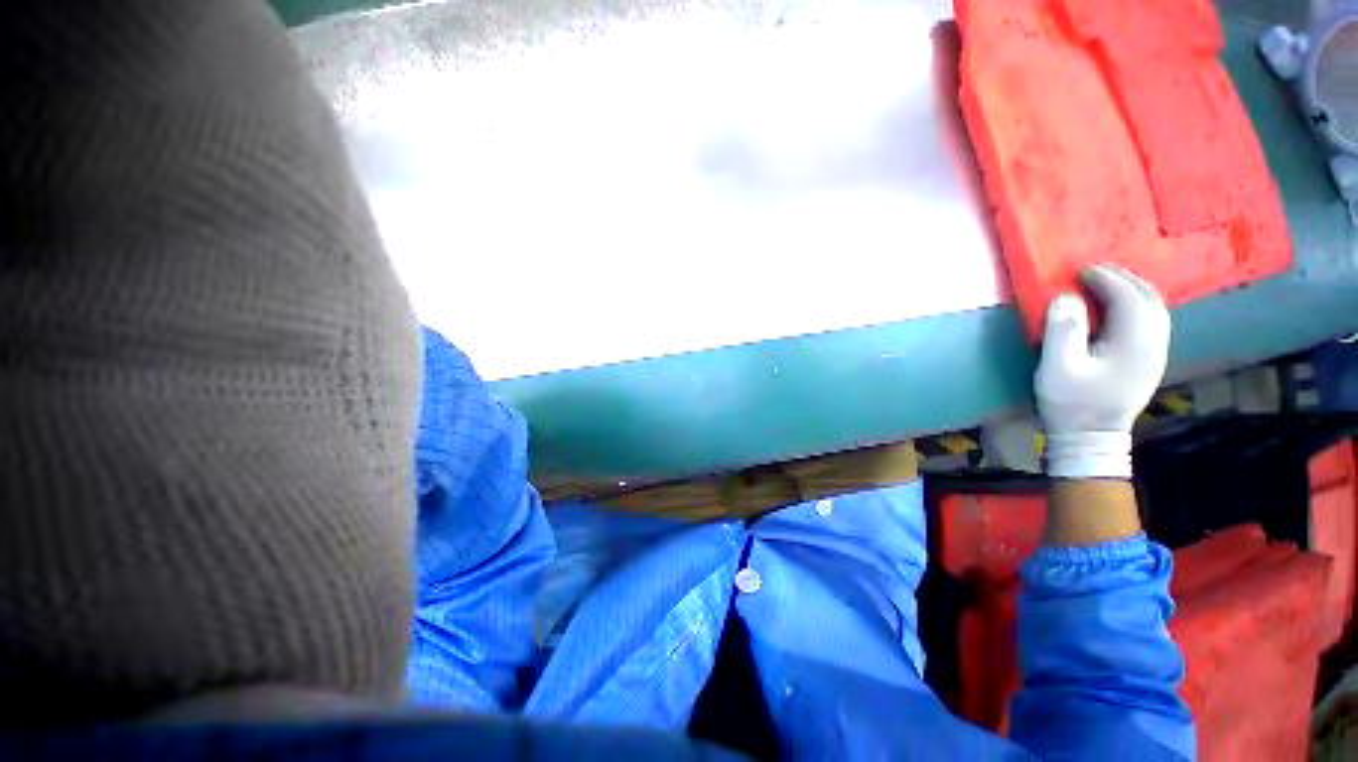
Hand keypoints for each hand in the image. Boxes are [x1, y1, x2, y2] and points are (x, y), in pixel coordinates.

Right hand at [1035, 265, 1170, 478]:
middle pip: (1149, 299)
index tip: (1081, 271)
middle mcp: (1154, 343)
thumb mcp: (1057, 368)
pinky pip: (1152, 322)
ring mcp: (1156, 353)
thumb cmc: (1071, 403)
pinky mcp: (1150, 361)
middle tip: (1095, 272)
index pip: (1128, 298)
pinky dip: (1137, 306)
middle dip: (1124, 279)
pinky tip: (1119, 309)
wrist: (1092, 438)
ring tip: (1106, 284)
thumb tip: (1066, 297)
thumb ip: (1063, 331)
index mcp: (1134, 342)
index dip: (1106, 279)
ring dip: (1133, 290)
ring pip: (1155, 309)